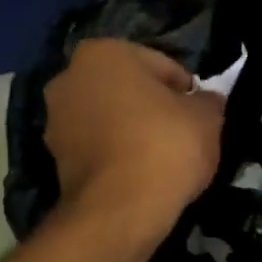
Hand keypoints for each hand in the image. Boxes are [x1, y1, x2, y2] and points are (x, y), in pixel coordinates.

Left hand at [44, 39, 225, 232]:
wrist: (120, 209)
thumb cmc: (166, 147)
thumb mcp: (207, 118)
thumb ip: (207, 102)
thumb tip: (206, 101)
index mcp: (104, 52)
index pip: (161, 66)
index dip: (186, 91)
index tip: (200, 115)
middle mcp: (70, 77)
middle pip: (128, 90)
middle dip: (152, 107)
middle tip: (182, 134)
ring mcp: (55, 119)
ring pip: (109, 119)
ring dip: (131, 131)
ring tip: (161, 159)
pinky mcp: (54, 159)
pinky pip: (97, 148)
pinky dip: (116, 155)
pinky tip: (140, 175)